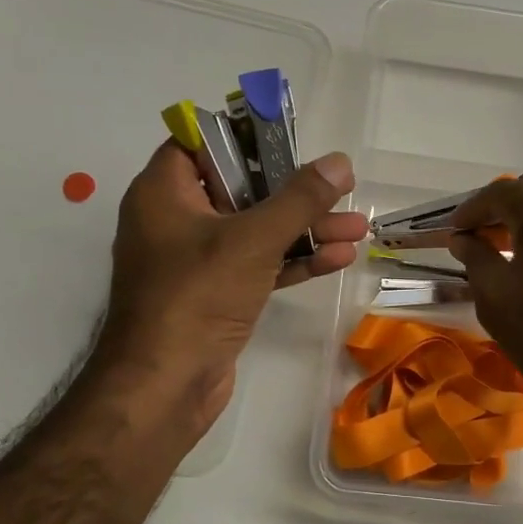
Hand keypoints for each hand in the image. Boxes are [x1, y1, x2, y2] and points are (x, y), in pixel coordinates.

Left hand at [91, 142, 366, 438]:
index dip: (244, 137)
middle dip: (294, 191)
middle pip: (240, 188)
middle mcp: (176, 220)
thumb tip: (339, 163)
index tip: (289, 139)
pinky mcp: (216, 294)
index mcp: (164, 192)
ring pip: (255, 230)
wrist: (165, 387)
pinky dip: (293, 260)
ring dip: (304, 229)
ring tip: (358, 227)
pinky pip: (257, 265)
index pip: (200, 144)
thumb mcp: (253, 239)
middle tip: (340, 187)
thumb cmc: (197, 296)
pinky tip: (338, 258)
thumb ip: (299, 199)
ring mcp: (197, 261)